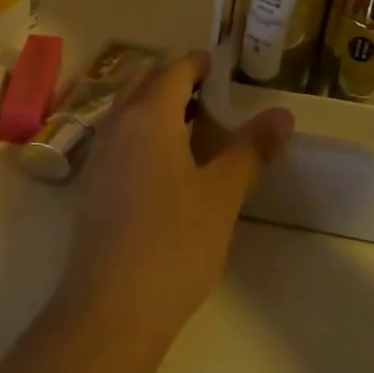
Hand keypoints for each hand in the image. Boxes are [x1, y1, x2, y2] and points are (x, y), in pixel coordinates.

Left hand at [55, 52, 291, 342]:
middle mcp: (117, 124)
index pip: (174, 70)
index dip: (199, 64)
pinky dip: (140, 131)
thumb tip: (282, 114)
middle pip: (143, 82)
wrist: (109, 308)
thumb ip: (251, 150)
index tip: (220, 67)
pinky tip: (163, 164)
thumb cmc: (174, 243)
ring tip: (191, 126)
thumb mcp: (222, 195)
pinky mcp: (91, 184)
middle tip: (209, 95)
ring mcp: (98, 155)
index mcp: (148, 116)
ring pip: (126, 109)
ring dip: (155, 105)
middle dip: (174, 79)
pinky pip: (117, 137)